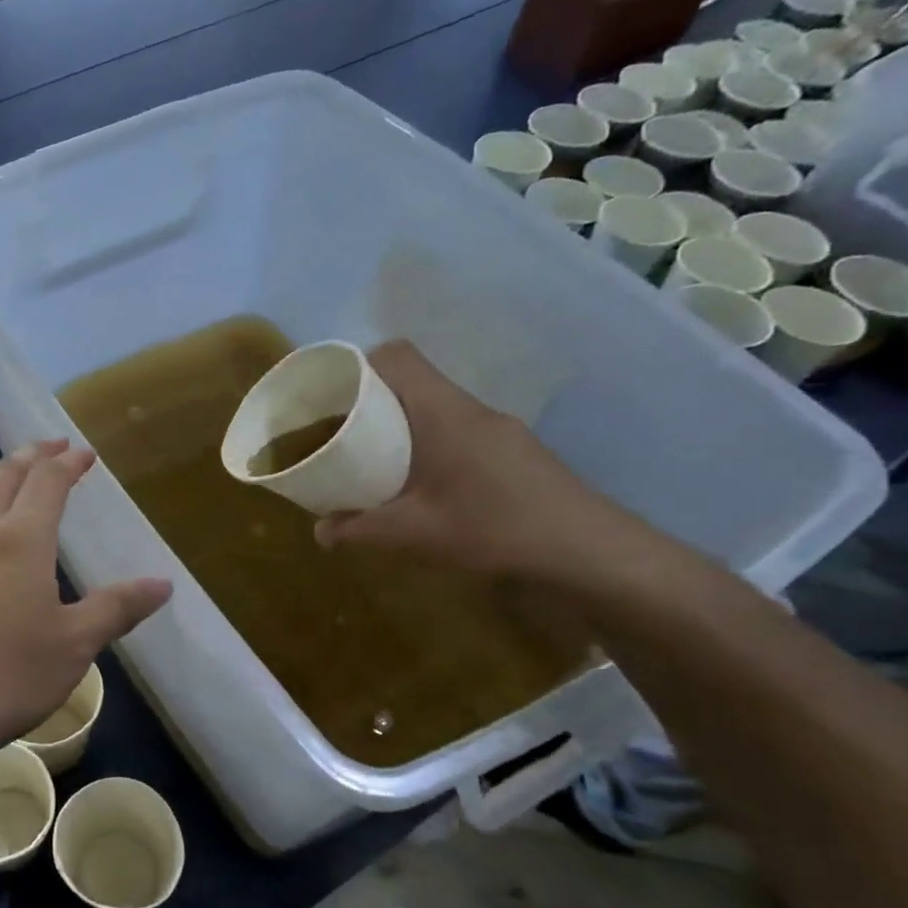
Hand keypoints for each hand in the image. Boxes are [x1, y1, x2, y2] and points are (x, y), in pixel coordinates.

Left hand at [0, 441, 171, 783]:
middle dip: (32, 456)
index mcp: (21, 541)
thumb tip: (162, 583)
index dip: (68, 462)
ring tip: (16, 505)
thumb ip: (117, 608)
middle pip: (4, 478)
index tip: (83, 453)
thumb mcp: (75, 646)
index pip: (48, 481)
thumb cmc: (7, 677)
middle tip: (51, 447)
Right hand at [314, 342, 650, 589]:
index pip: (397, 356)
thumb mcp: (412, 535)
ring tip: (374, 464)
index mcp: (442, 413)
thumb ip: (359, 530)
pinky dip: (427, 445)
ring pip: (434, 408)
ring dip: (400, 426)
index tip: (331, 396)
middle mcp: (469, 409)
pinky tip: (422, 487)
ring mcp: (497, 429)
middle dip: (371, 401)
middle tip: (342, 436)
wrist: (587, 551)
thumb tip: (320, 532)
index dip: (358, 365)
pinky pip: (456, 430)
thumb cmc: (492, 529)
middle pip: (412, 381)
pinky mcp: (512, 451)